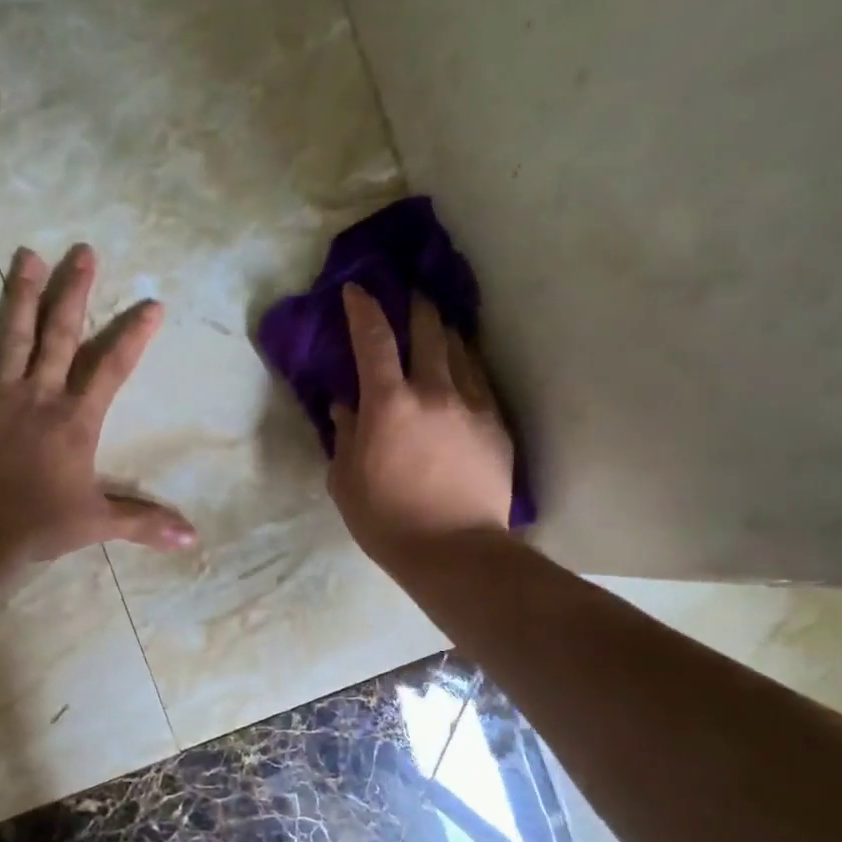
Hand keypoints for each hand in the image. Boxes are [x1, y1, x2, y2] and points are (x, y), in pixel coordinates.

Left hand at [0, 243, 197, 561]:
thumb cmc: (40, 523)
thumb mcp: (99, 523)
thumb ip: (144, 523)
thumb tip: (193, 539)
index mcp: (75, 419)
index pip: (113, 369)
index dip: (134, 336)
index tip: (152, 304)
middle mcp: (38, 395)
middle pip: (60, 335)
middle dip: (74, 292)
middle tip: (83, 252)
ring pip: (11, 336)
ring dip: (20, 295)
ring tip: (27, 255)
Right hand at [328, 284, 514, 569]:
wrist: (455, 551)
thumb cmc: (386, 520)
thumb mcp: (346, 481)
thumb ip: (345, 436)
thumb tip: (344, 406)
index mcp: (388, 404)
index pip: (373, 340)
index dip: (363, 309)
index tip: (357, 290)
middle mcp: (433, 391)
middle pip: (428, 332)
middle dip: (416, 307)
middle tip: (410, 296)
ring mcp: (472, 406)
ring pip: (460, 352)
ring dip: (445, 334)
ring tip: (439, 326)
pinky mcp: (497, 426)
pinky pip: (480, 382)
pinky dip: (467, 367)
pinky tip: (463, 370)